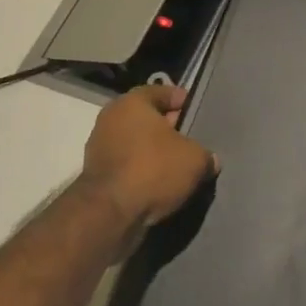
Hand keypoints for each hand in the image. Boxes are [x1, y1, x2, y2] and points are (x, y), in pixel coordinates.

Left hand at [74, 84, 214, 227]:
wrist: (109, 214)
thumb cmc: (154, 169)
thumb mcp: (195, 160)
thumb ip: (205, 155)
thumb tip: (210, 160)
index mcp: (132, 103)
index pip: (161, 91)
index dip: (181, 100)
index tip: (195, 110)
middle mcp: (110, 119)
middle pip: (146, 118)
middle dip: (167, 127)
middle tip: (190, 138)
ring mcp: (98, 147)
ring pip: (135, 142)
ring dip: (153, 151)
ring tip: (177, 164)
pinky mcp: (95, 175)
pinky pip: (126, 165)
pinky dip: (141, 170)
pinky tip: (160, 183)